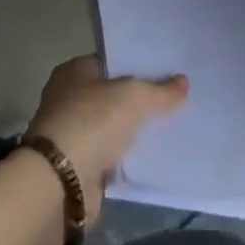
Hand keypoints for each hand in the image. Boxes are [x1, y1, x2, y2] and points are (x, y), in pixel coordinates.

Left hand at [25, 56, 187, 218]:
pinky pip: (109, 155)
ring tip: (167, 128)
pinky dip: (124, 157)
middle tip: (170, 100)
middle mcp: (67, 98)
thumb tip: (183, 82)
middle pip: (110, 95)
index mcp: (73, 71)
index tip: (164, 72)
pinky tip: (150, 156)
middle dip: (135, 100)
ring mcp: (70, 133)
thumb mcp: (134, 97)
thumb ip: (160, 91)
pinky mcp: (76, 166)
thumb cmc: (92, 122)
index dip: (135, 66)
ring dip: (130, 131)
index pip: (109, 62)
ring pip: (110, 126)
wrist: (61, 182)